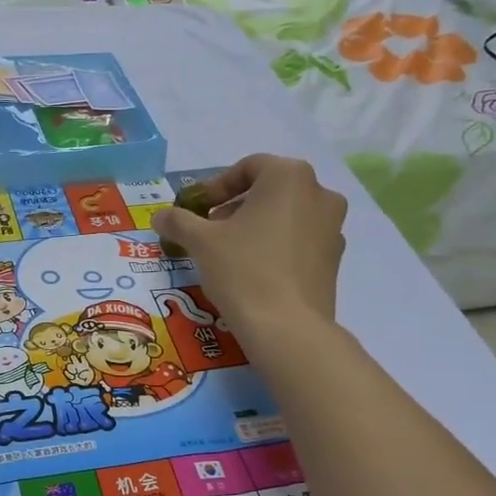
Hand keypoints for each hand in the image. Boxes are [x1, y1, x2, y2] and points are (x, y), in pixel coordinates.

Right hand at [150, 155, 345, 346]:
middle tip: (210, 231)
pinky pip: (299, 241)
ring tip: (230, 253)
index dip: (216, 187)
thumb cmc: (243, 270)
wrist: (287, 328)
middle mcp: (319, 193)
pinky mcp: (335, 259)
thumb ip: (178, 221)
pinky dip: (276, 247)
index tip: (197, 209)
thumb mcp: (200, 241)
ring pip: (286, 215)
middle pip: (269, 190)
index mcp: (289, 177)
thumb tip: (160, 216)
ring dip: (256, 226)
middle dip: (236, 207)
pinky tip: (255, 272)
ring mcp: (333, 227)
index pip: (247, 167)